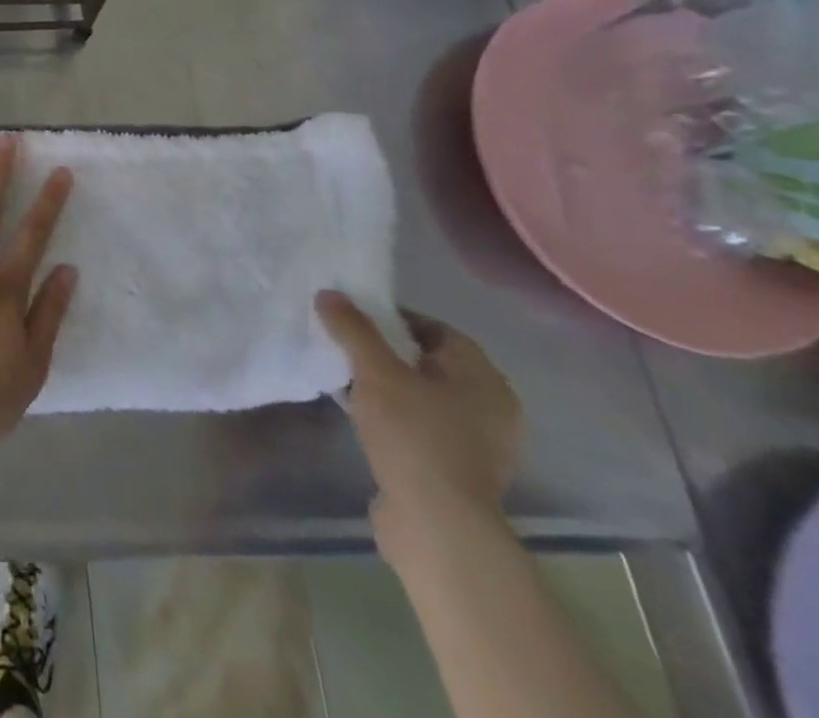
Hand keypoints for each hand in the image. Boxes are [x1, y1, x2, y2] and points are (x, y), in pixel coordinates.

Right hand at [315, 292, 521, 550]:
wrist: (437, 525)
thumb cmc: (415, 435)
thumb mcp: (375, 372)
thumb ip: (352, 329)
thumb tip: (329, 294)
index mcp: (483, 378)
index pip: (436, 329)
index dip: (394, 318)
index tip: (354, 318)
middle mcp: (490, 407)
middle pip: (429, 362)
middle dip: (386, 351)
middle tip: (345, 344)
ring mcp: (477, 443)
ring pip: (423, 395)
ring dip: (387, 385)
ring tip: (345, 377)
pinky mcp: (456, 469)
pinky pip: (420, 425)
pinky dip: (392, 414)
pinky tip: (359, 413)